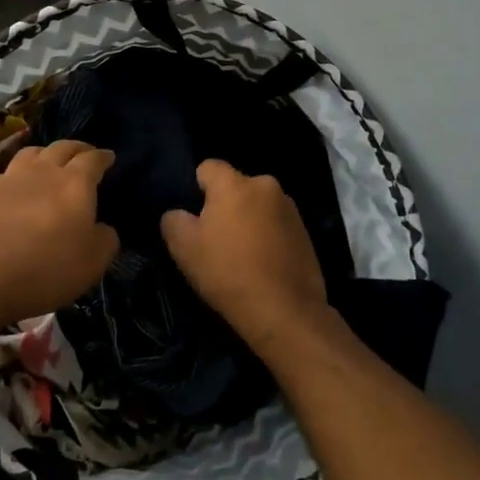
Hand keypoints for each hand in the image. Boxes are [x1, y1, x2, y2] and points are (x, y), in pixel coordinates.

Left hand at [0, 139, 118, 328]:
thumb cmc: (45, 268)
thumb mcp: (93, 262)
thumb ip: (105, 239)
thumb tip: (102, 228)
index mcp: (75, 183)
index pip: (93, 159)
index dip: (103, 157)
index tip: (109, 157)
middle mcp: (43, 171)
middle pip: (62, 147)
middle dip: (77, 148)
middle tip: (84, 154)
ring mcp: (10, 178)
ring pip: (31, 153)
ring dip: (45, 154)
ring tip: (50, 162)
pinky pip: (7, 173)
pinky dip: (19, 175)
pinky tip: (17, 187)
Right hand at [161, 159, 330, 355]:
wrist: (285, 312)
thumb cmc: (228, 273)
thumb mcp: (184, 248)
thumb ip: (173, 220)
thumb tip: (179, 214)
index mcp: (235, 184)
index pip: (208, 167)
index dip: (197, 189)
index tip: (195, 218)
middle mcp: (266, 185)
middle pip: (235, 187)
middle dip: (225, 205)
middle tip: (216, 239)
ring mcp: (290, 208)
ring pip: (257, 205)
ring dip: (248, 220)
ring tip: (243, 255)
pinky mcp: (306, 231)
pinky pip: (276, 224)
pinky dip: (268, 236)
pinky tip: (264, 264)